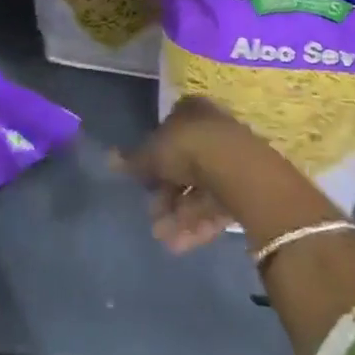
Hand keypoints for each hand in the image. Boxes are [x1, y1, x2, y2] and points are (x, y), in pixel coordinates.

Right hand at [117, 96, 253, 254]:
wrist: (238, 170)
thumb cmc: (188, 148)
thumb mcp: (152, 153)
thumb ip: (133, 160)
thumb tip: (109, 159)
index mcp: (190, 110)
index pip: (167, 134)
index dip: (153, 160)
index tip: (143, 184)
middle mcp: (212, 129)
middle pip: (183, 165)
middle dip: (167, 195)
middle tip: (153, 218)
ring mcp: (231, 158)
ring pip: (199, 189)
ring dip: (180, 215)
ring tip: (164, 239)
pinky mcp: (246, 187)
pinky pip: (216, 205)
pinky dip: (198, 223)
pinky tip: (182, 244)